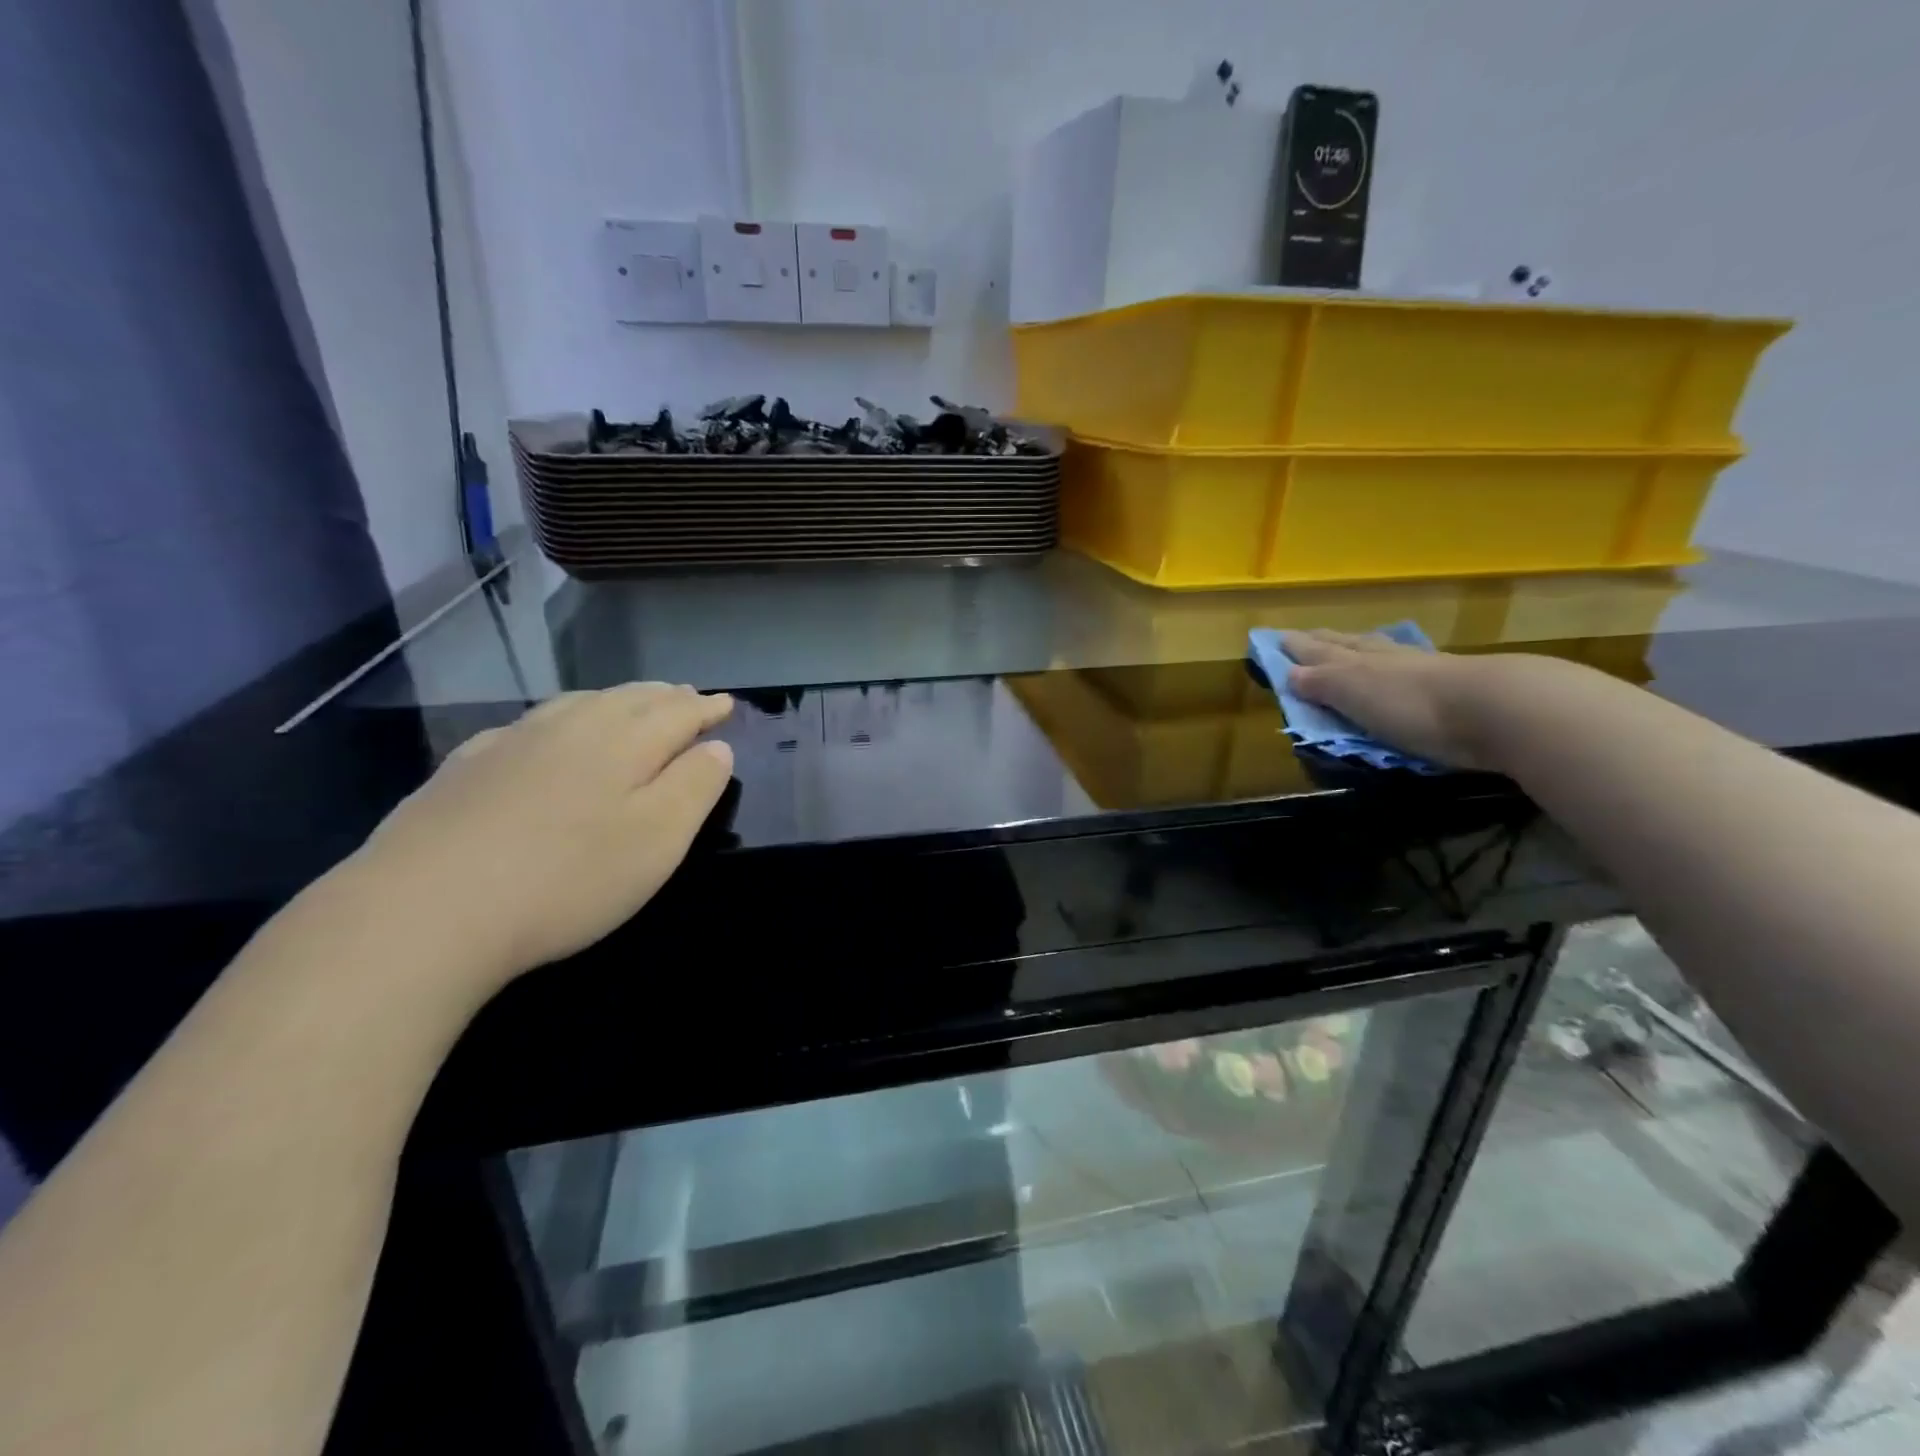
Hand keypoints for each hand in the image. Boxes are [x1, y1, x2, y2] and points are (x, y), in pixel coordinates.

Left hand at [343, 684, 733, 987]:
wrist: (424, 911)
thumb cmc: (566, 879)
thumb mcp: (657, 841)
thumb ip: (694, 788)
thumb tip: (716, 747)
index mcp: (623, 742)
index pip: (677, 712)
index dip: (706, 708)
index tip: (726, 703)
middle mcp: (569, 728)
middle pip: (628, 698)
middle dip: (664, 696)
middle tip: (686, 694)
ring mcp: (511, 743)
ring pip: (577, 704)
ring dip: (614, 699)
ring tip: (631, 701)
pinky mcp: (465, 768)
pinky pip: (529, 725)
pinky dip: (559, 719)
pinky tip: (547, 733)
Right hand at [1280, 630, 1534, 771]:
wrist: (1495, 709)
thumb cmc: (1409, 704)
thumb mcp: (1352, 693)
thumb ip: (1320, 683)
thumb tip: (1287, 672)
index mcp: (1355, 660)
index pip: (1316, 651)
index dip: (1294, 648)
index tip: (1273, 640)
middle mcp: (1384, 658)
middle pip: (1346, 645)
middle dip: (1322, 643)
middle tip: (1303, 638)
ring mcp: (1419, 670)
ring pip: (1377, 653)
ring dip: (1356, 649)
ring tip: (1345, 646)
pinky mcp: (1448, 688)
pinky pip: (1407, 670)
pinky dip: (1391, 666)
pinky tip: (1397, 667)